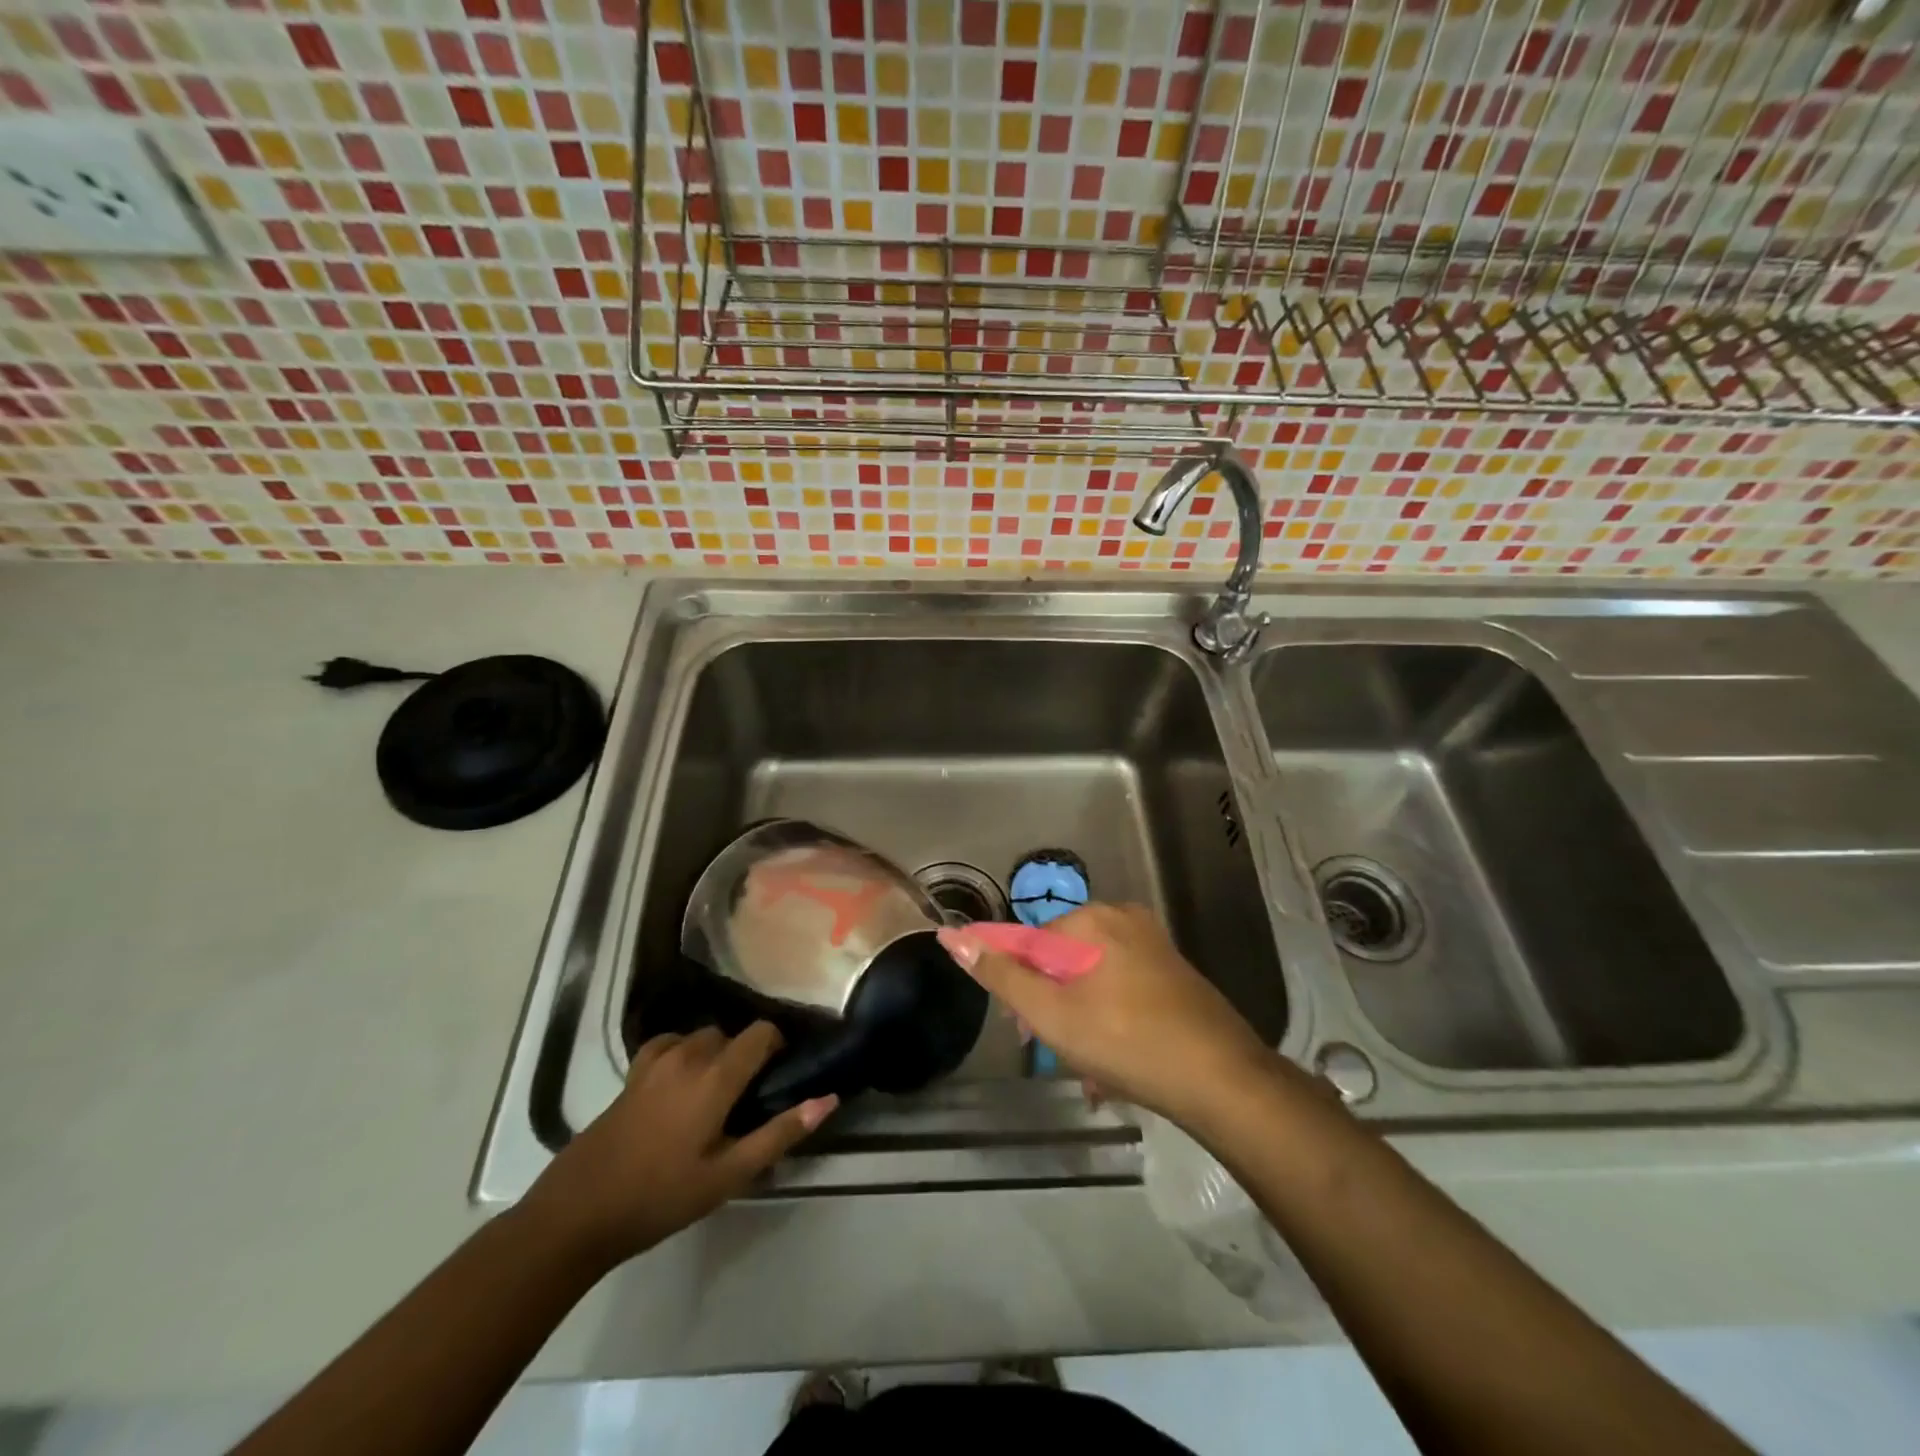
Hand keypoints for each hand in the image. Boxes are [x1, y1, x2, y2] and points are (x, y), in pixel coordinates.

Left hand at [521, 1024, 834, 1269]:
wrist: (578, 1212)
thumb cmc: (661, 1196)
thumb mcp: (728, 1174)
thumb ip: (780, 1133)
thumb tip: (828, 1099)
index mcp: (716, 1076)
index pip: (761, 1033)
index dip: (777, 1046)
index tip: (780, 1075)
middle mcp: (688, 1054)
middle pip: (731, 1034)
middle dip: (745, 1055)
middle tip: (748, 1098)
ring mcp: (655, 1061)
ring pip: (701, 1038)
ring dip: (715, 1054)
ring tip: (715, 1095)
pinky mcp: (632, 1073)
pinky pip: (669, 1044)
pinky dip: (683, 1053)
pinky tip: (680, 1086)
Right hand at [938, 903, 1275, 1129]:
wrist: (1222, 1080)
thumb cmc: (1126, 1043)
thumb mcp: (1052, 1014)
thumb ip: (1001, 975)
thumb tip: (952, 936)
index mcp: (1092, 920)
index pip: (1027, 943)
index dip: (1017, 987)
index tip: (1022, 1029)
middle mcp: (1123, 918)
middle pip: (1061, 959)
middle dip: (1050, 1006)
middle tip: (1056, 1052)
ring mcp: (1152, 943)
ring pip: (1092, 978)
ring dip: (1079, 1020)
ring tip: (1088, 1070)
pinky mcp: (1172, 970)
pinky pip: (1121, 987)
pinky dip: (1109, 1018)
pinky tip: (1114, 1064)